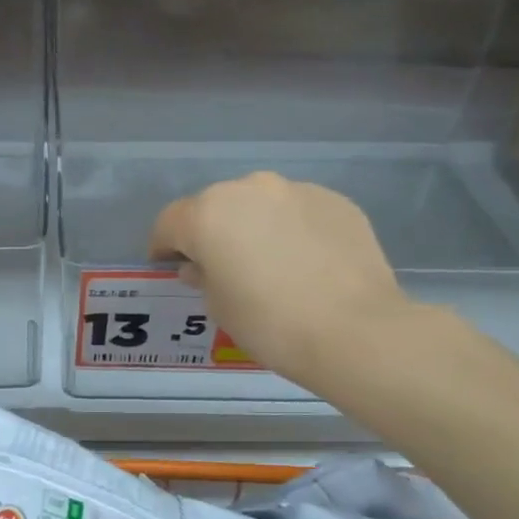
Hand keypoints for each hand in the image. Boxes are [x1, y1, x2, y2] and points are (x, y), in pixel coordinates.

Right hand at [148, 172, 420, 394]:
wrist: (355, 330)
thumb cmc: (270, 323)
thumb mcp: (219, 307)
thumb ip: (203, 276)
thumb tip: (203, 265)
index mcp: (208, 213)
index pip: (170, 222)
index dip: (163, 246)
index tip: (168, 266)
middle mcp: (248, 188)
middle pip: (215, 206)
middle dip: (210, 232)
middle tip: (220, 266)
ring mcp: (296, 190)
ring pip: (259, 204)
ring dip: (253, 225)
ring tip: (267, 262)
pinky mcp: (335, 200)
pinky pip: (297, 211)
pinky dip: (291, 229)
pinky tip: (304, 262)